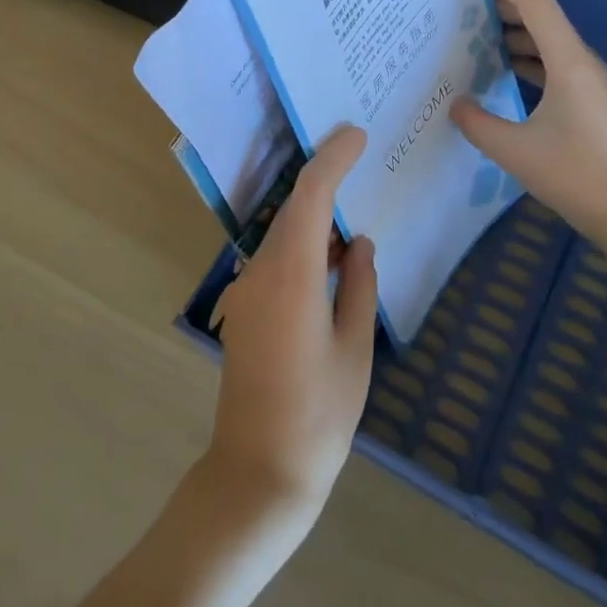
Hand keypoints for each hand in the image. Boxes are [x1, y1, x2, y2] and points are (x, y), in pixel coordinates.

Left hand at [206, 125, 377, 537]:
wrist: (258, 471)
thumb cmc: (318, 414)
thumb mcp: (354, 348)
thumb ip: (358, 286)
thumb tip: (358, 243)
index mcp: (291, 275)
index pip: (310, 196)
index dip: (332, 159)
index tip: (356, 134)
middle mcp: (261, 271)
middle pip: (293, 208)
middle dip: (325, 178)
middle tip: (361, 157)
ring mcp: (248, 290)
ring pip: (283, 232)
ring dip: (315, 214)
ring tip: (355, 204)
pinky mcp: (246, 309)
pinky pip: (277, 258)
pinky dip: (304, 244)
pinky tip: (331, 254)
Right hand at [449, 0, 606, 240]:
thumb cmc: (574, 175)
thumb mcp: (513, 150)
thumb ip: (476, 122)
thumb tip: (455, 103)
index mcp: (568, 59)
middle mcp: (580, 58)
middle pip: (538, 9)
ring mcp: (586, 76)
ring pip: (544, 34)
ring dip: (509, 26)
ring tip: (471, 30)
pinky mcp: (585, 95)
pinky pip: (549, 58)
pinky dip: (522, 53)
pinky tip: (500, 68)